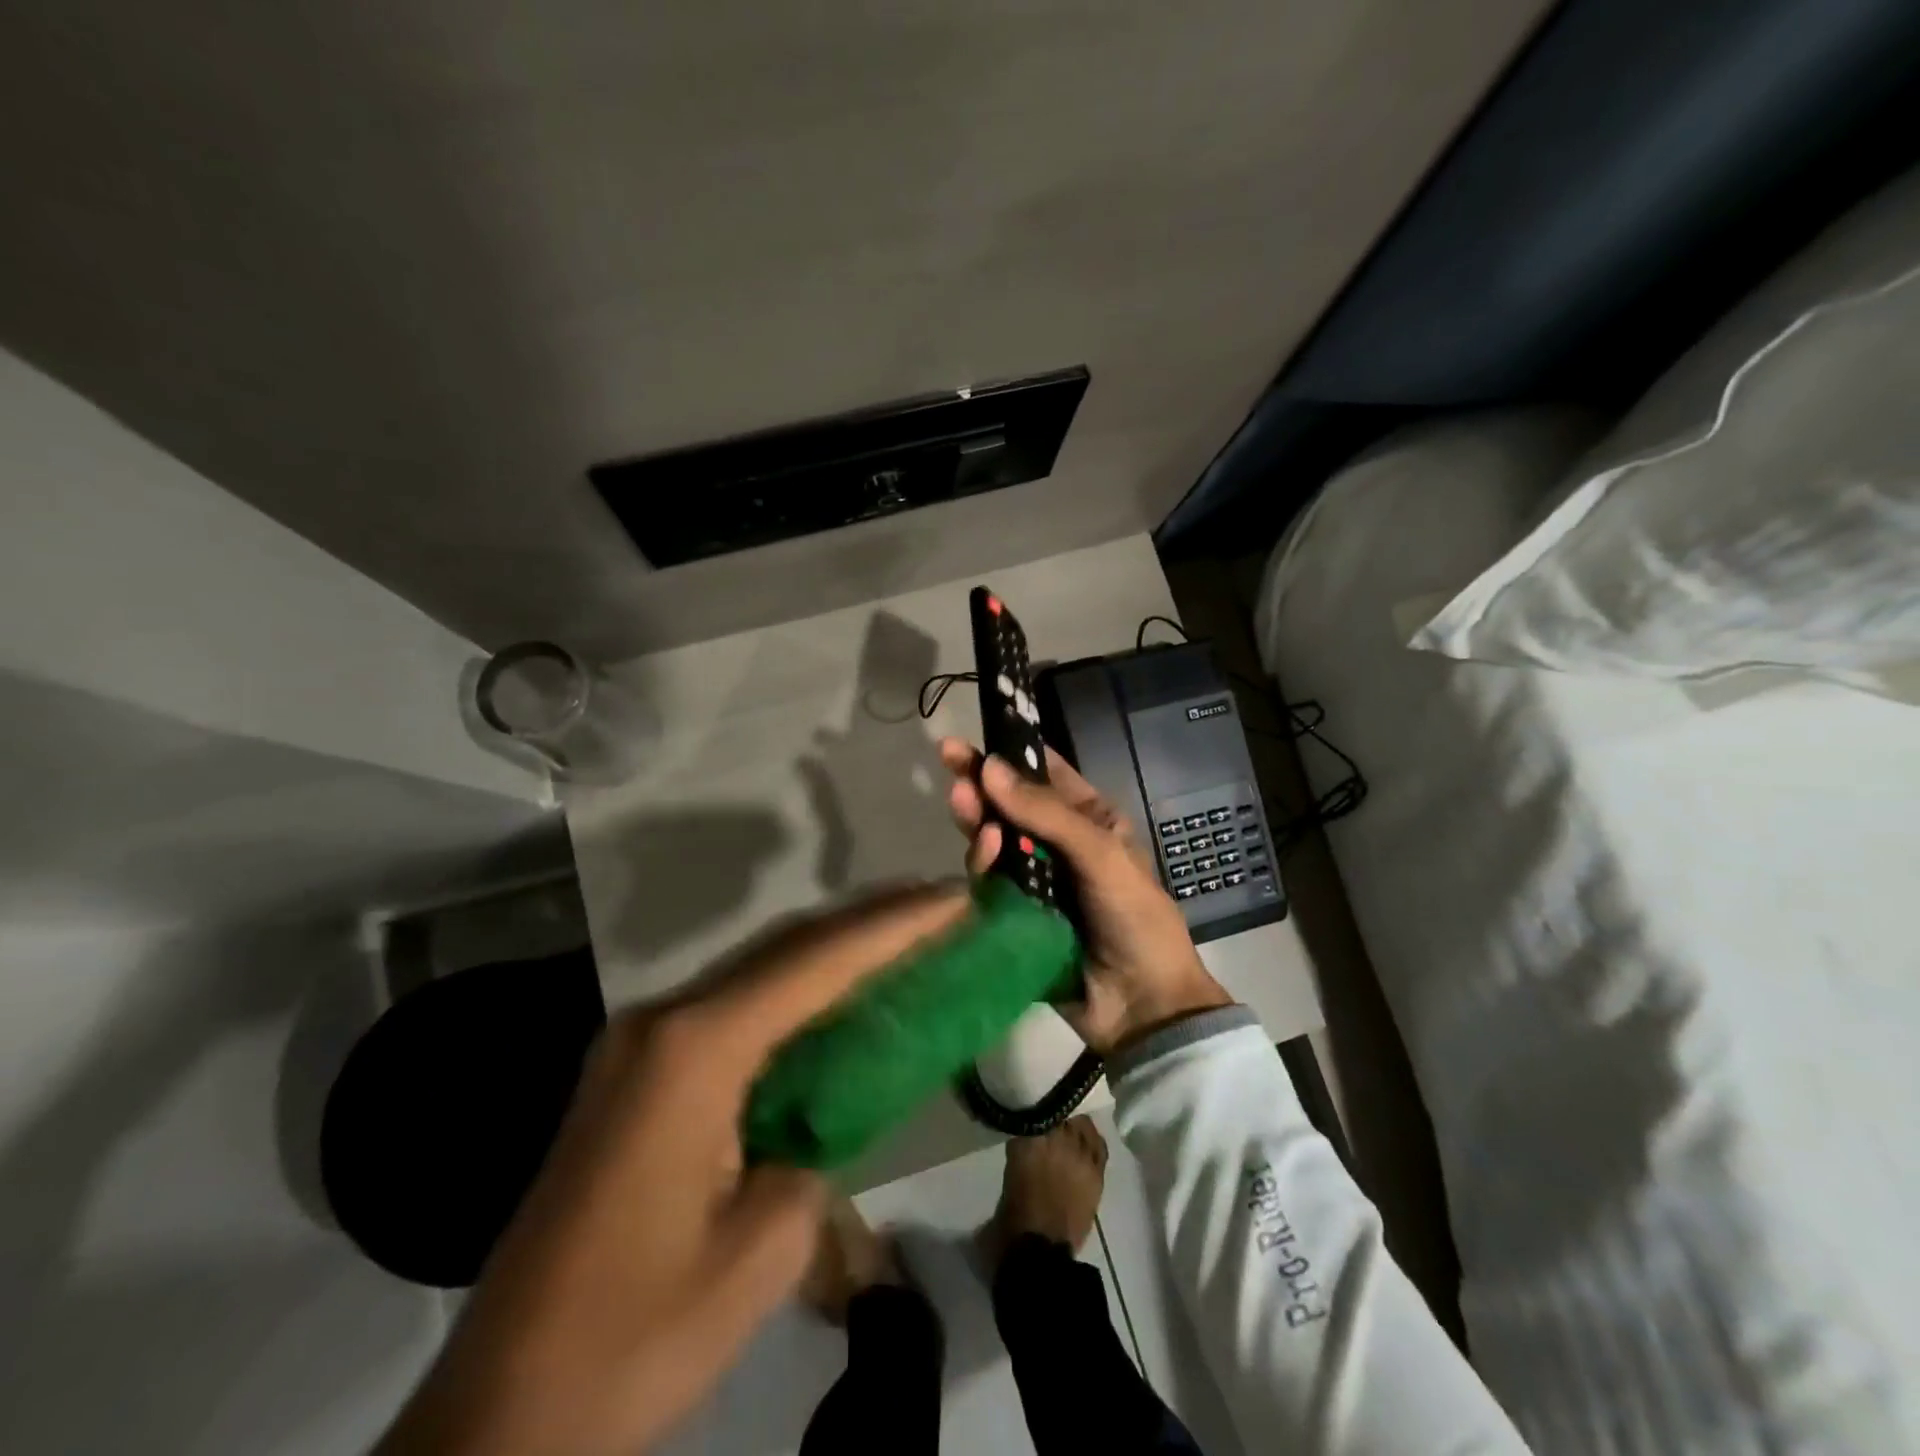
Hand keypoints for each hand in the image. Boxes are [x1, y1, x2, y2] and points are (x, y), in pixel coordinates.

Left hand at [377, 883, 969, 1455]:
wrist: (497, 1417)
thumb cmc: (636, 1336)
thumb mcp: (761, 1252)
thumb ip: (814, 1151)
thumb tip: (821, 1114)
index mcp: (696, 1049)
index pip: (816, 962)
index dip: (896, 925)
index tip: (955, 896)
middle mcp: (664, 1020)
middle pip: (786, 946)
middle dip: (869, 918)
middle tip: (939, 901)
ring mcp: (642, 1041)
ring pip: (757, 968)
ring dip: (832, 947)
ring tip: (904, 930)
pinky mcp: (637, 1070)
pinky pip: (734, 1005)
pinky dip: (795, 988)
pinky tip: (833, 993)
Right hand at [939, 739, 1229, 1055]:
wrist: (1140, 1005)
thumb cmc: (1134, 916)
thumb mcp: (1100, 853)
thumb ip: (1046, 812)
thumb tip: (989, 767)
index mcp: (1090, 821)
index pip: (1045, 774)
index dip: (1010, 752)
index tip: (972, 736)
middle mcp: (1058, 844)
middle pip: (1011, 804)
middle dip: (981, 782)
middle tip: (948, 760)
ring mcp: (1034, 880)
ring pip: (995, 839)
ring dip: (978, 819)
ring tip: (961, 802)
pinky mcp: (1014, 913)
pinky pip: (990, 881)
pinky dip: (982, 863)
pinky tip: (982, 851)